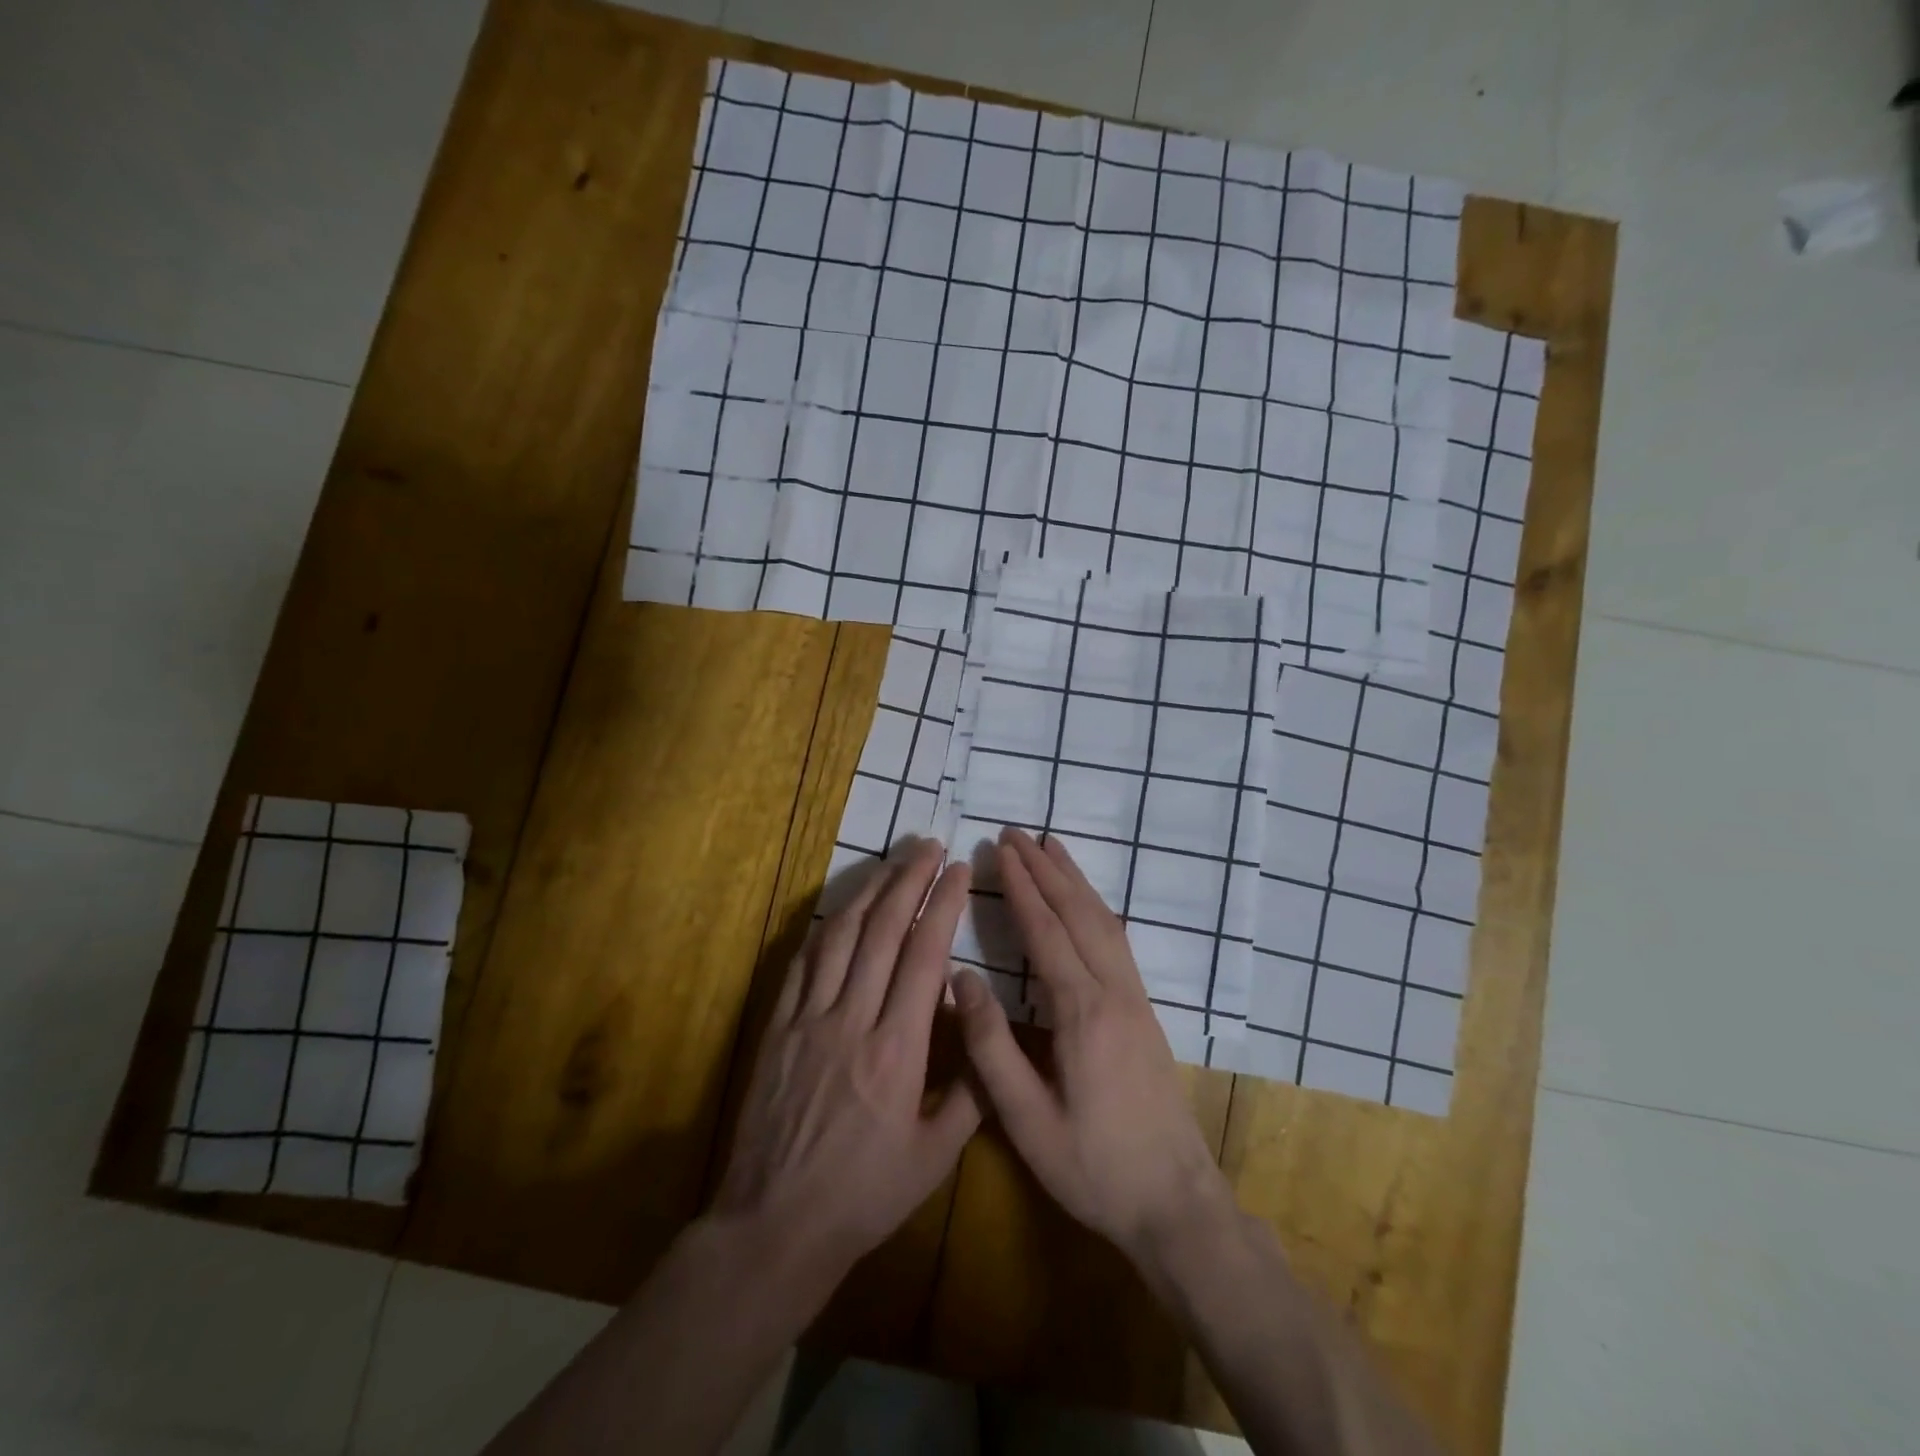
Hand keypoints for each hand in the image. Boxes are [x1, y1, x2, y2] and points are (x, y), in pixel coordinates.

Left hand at [712, 840, 981, 1287]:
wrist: (775, 1225)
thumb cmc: (864, 1197)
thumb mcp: (934, 1157)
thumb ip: (970, 1091)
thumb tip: (985, 1030)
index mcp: (897, 1050)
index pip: (924, 956)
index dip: (942, 905)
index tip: (958, 871)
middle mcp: (852, 1020)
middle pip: (882, 931)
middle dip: (908, 879)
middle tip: (928, 845)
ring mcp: (808, 1019)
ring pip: (840, 936)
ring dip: (869, 892)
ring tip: (891, 862)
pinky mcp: (777, 1028)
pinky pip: (801, 963)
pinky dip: (825, 928)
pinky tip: (841, 910)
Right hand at [951, 828, 1234, 1266]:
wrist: (1176, 1202)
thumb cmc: (1094, 1168)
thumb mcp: (1028, 1120)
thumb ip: (991, 1048)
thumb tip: (961, 978)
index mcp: (1082, 1013)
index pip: (1045, 933)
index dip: (1021, 888)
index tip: (1000, 851)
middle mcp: (1113, 992)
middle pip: (1078, 914)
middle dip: (1046, 869)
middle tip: (1017, 833)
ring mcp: (1136, 999)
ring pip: (1104, 921)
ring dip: (1075, 881)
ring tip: (1052, 847)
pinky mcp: (1146, 1011)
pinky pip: (1117, 940)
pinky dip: (1096, 907)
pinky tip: (1086, 902)